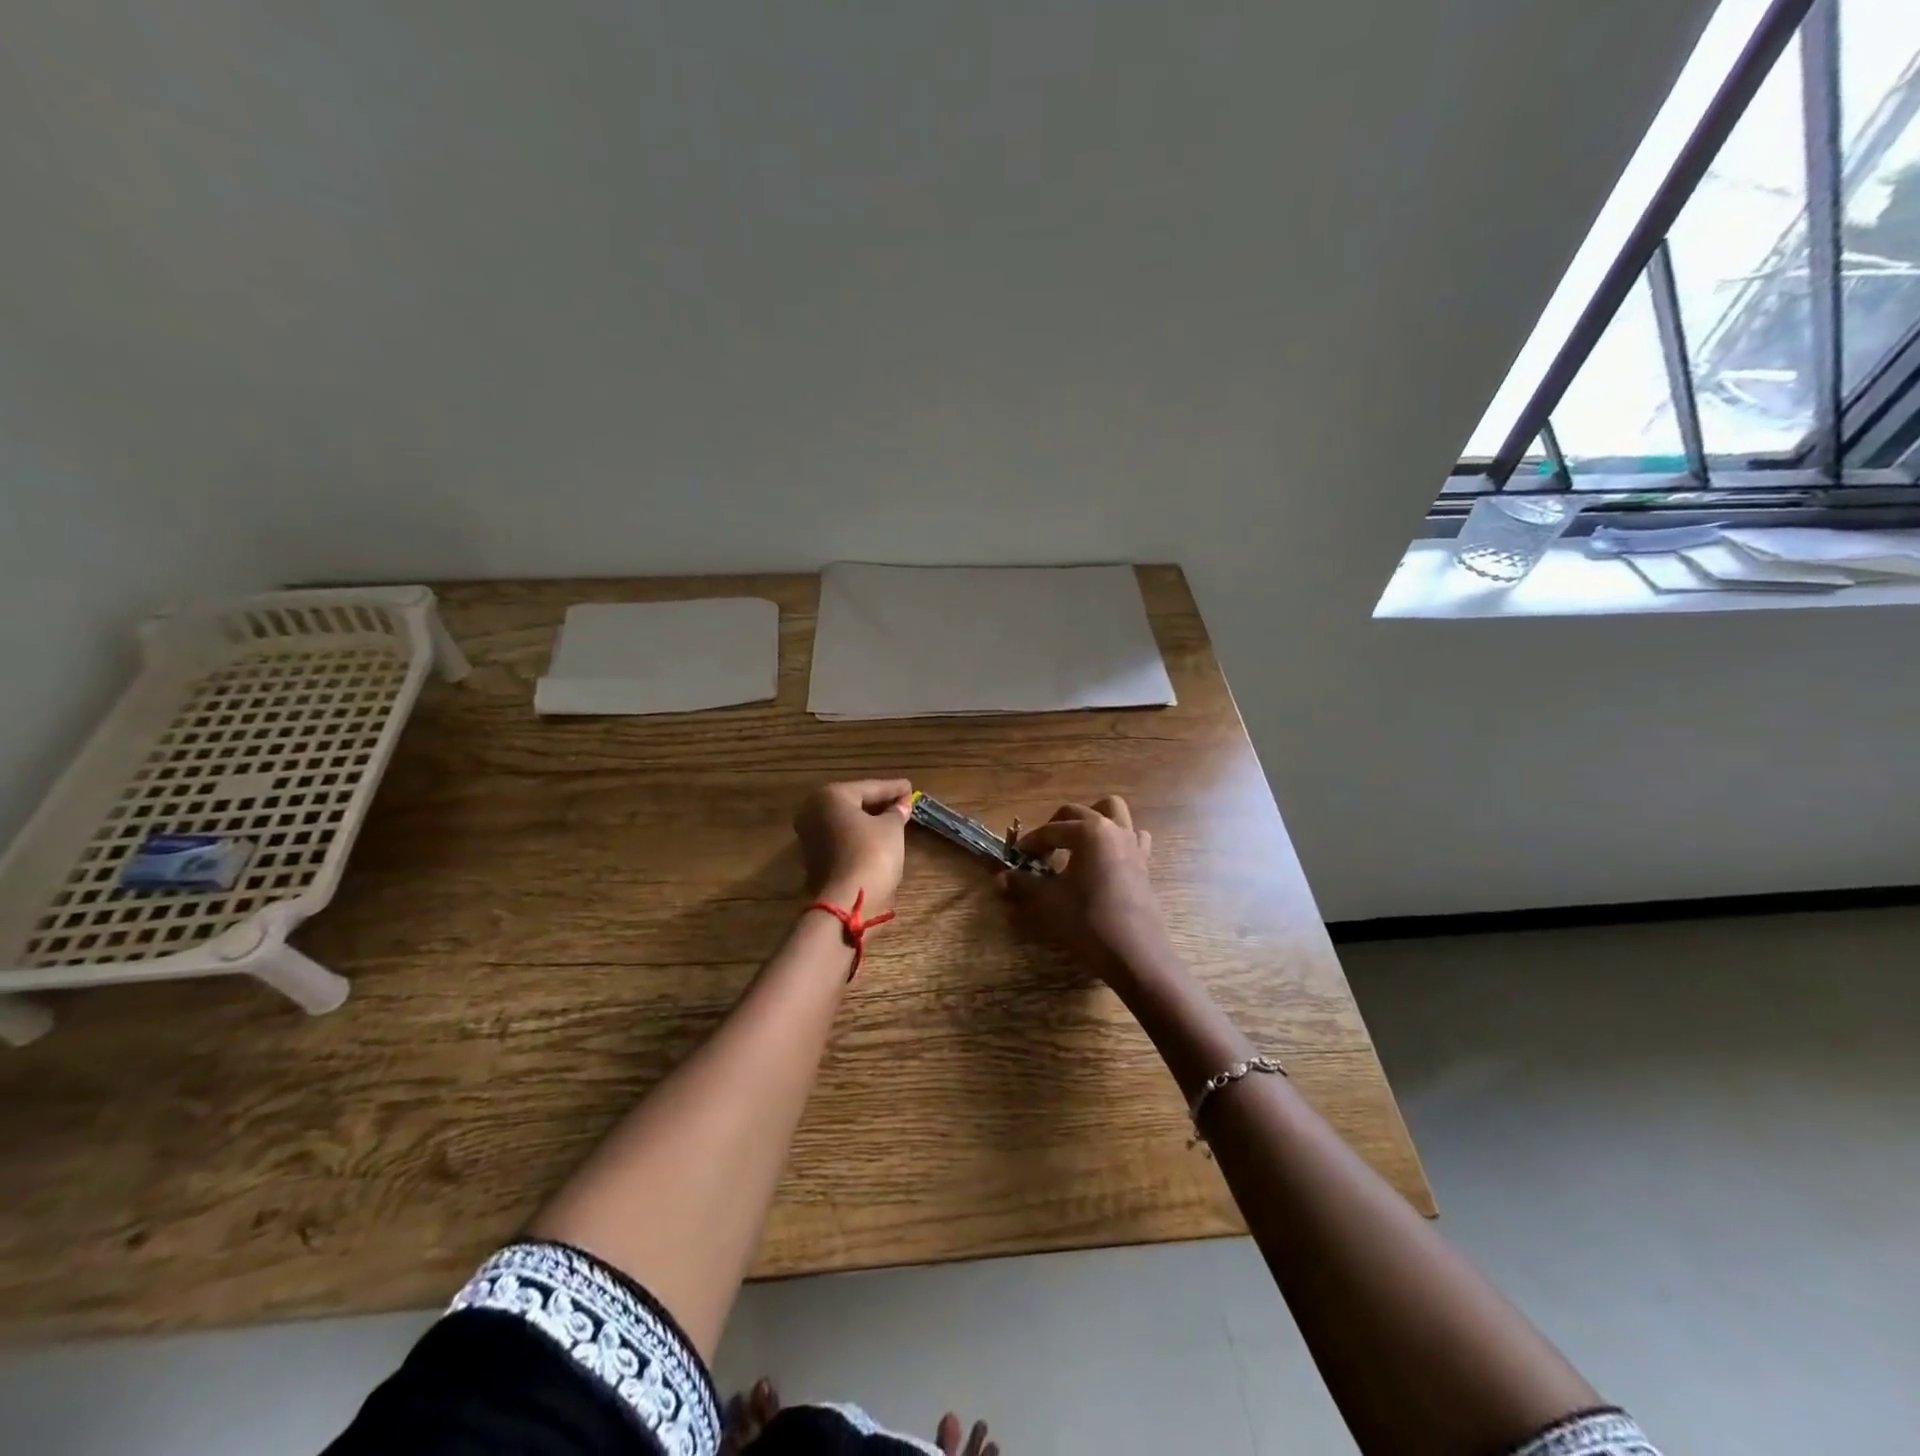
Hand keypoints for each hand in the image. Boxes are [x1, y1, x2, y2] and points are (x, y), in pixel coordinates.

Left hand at [793, 779, 913, 909]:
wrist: (847, 903)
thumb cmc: (871, 855)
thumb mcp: (891, 828)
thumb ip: (896, 812)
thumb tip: (900, 805)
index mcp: (830, 796)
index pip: (870, 787)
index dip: (893, 788)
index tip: (910, 787)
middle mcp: (813, 812)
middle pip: (854, 803)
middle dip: (879, 803)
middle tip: (903, 802)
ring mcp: (810, 837)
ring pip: (846, 822)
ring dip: (869, 820)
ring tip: (895, 819)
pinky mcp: (815, 859)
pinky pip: (842, 839)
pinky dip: (859, 836)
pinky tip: (878, 838)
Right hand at [998, 796, 1172, 987]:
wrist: (1134, 952)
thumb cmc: (1087, 920)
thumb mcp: (1049, 900)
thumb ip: (1024, 883)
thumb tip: (999, 878)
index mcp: (1088, 831)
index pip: (1050, 830)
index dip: (1030, 843)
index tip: (1017, 858)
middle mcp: (1112, 828)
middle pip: (1078, 813)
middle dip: (1055, 827)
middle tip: (1041, 851)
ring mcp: (1132, 843)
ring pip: (1113, 811)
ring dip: (1092, 819)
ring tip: (1076, 842)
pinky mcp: (1144, 862)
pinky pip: (1133, 837)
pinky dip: (1117, 839)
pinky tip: (1105, 858)